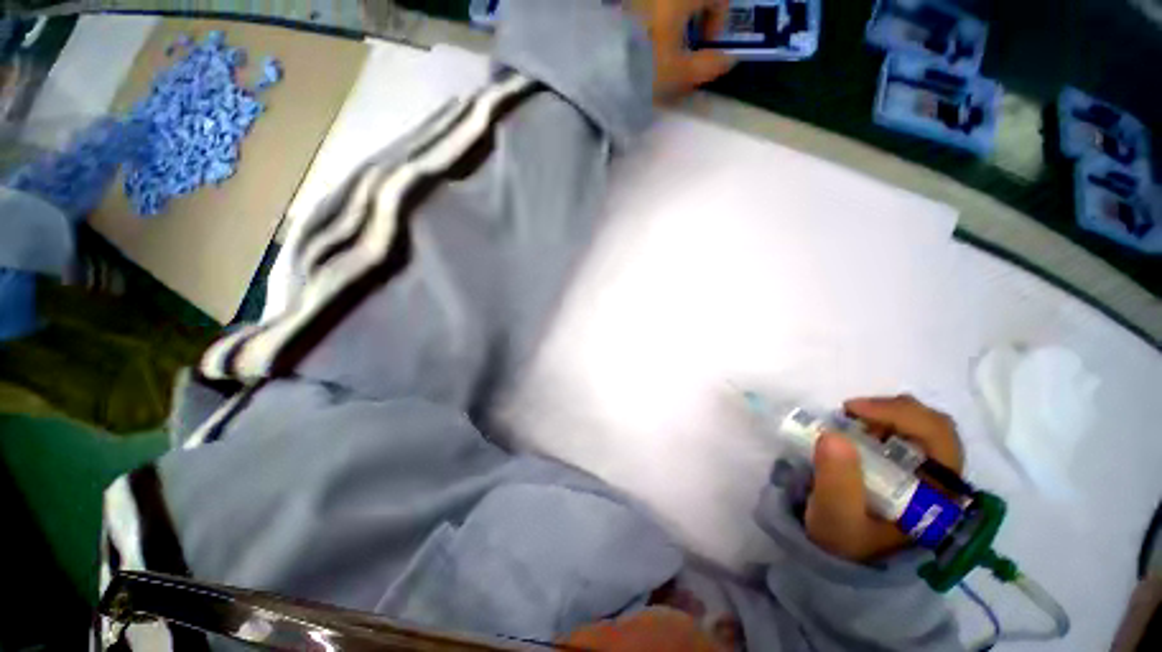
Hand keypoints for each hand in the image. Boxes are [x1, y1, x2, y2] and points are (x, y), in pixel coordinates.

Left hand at [628, 0, 736, 100]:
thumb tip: (729, 60)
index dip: (719, 18)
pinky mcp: (622, 4)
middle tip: (688, 38)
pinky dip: (655, 16)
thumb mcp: (679, 74)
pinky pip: (649, 7)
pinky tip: (645, 36)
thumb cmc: (643, 69)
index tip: (707, 42)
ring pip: (669, 2)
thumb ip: (709, 65)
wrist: (597, 71)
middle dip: (697, 13)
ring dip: (675, 14)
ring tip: (665, 40)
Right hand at [805, 395, 964, 562]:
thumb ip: (837, 482)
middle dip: (890, 411)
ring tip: (848, 421)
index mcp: (938, 496)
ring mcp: (922, 469)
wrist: (840, 550)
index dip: (901, 415)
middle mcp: (939, 479)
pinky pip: (900, 429)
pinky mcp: (903, 463)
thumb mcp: (836, 517)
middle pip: (933, 426)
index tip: (852, 410)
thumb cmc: (844, 538)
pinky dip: (875, 419)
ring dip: (882, 414)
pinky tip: (853, 427)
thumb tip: (834, 435)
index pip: (941, 440)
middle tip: (849, 412)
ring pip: (918, 423)